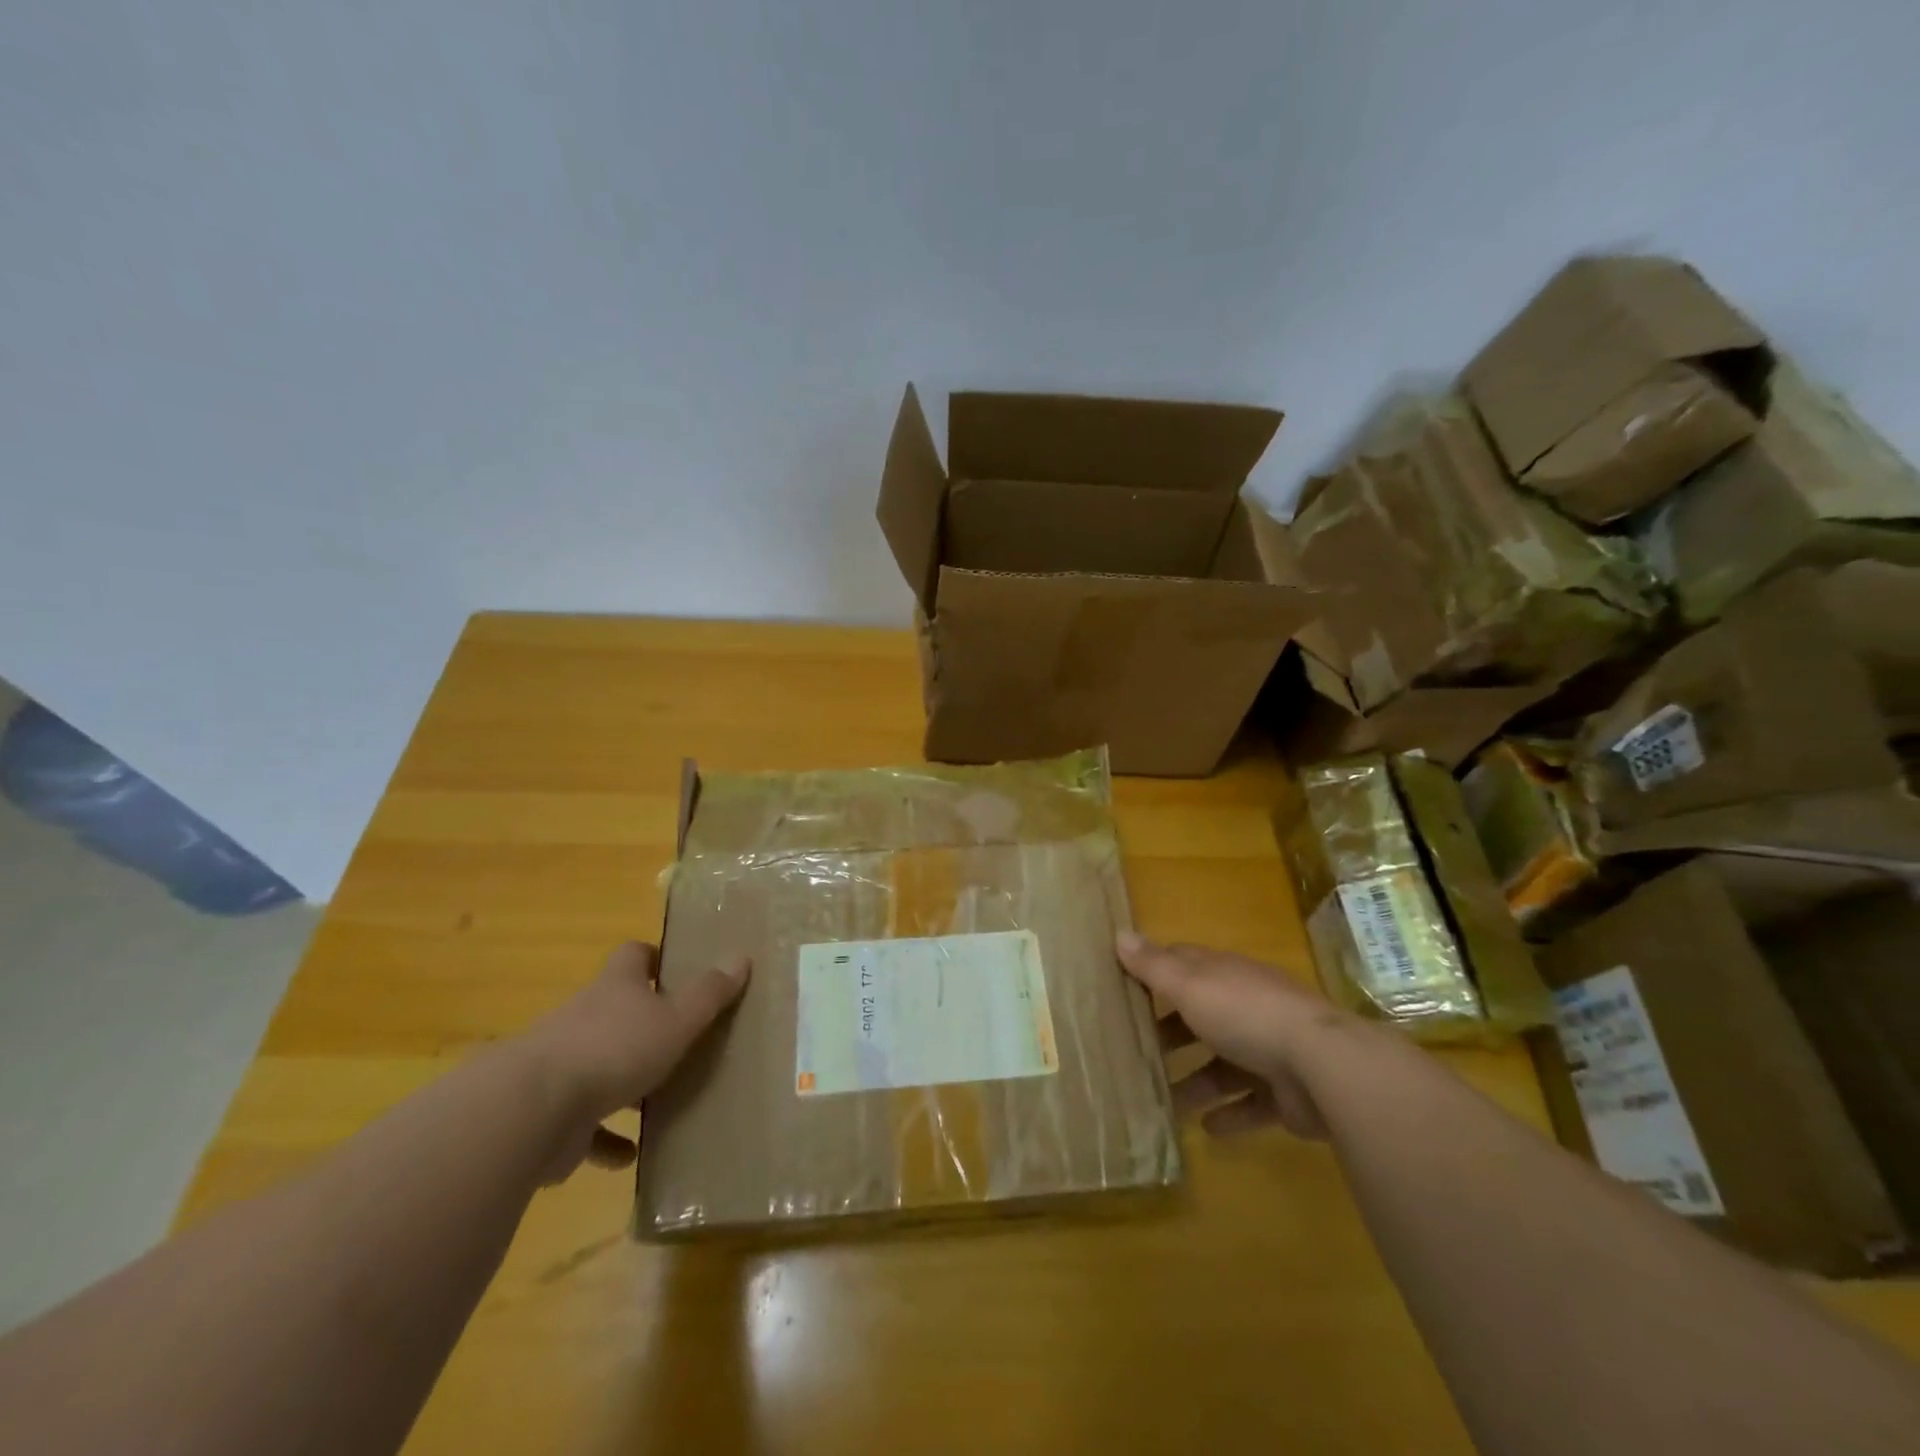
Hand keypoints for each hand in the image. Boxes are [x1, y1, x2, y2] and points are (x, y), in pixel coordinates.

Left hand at [522, 941, 749, 1181]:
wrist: (531, 1110)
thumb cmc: (615, 1049)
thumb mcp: (676, 1019)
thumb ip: (709, 993)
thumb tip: (741, 956)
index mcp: (616, 988)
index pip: (633, 957)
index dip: (653, 958)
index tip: (674, 970)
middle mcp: (584, 1018)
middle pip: (614, 1010)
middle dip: (644, 1023)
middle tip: (681, 1037)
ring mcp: (562, 1066)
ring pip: (599, 1067)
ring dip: (624, 1083)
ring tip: (660, 1098)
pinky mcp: (552, 1114)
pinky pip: (585, 1126)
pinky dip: (606, 1139)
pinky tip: (630, 1156)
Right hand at [1117, 932, 1343, 1140]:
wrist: (1323, 1067)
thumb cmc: (1245, 1014)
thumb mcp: (1190, 985)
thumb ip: (1154, 966)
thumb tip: (1119, 934)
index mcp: (1224, 976)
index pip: (1184, 966)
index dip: (1154, 974)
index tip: (1123, 989)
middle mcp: (1247, 1007)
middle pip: (1201, 1016)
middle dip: (1170, 1033)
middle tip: (1134, 1053)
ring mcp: (1270, 1050)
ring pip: (1223, 1064)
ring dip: (1194, 1081)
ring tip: (1161, 1101)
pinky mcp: (1286, 1093)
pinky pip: (1251, 1103)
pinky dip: (1229, 1115)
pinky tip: (1204, 1128)